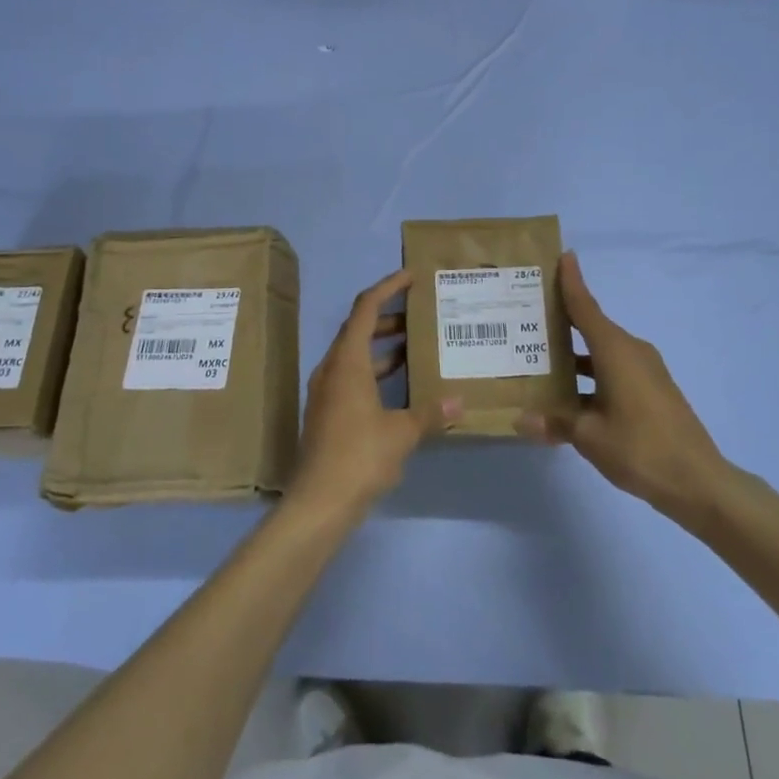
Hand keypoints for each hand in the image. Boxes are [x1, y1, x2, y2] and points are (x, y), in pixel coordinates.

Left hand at [288, 270, 451, 517]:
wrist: (319, 502)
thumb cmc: (360, 456)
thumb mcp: (402, 432)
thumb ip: (430, 413)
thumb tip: (459, 403)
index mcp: (347, 361)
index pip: (366, 309)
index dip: (388, 287)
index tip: (411, 276)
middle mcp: (332, 369)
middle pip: (358, 329)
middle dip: (389, 317)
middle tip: (421, 313)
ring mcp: (327, 392)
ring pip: (356, 355)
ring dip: (383, 347)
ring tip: (417, 344)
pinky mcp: (328, 413)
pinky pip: (353, 377)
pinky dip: (377, 372)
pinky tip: (401, 387)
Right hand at [516, 252, 727, 520]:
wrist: (698, 481)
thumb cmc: (640, 448)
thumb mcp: (589, 437)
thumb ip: (554, 423)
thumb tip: (520, 420)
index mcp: (615, 350)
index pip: (586, 306)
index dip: (572, 281)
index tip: (562, 255)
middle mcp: (631, 351)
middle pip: (592, 325)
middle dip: (563, 319)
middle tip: (529, 312)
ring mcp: (645, 371)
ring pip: (602, 351)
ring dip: (575, 353)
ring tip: (539, 356)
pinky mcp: (652, 390)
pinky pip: (614, 369)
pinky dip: (591, 373)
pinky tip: (570, 394)